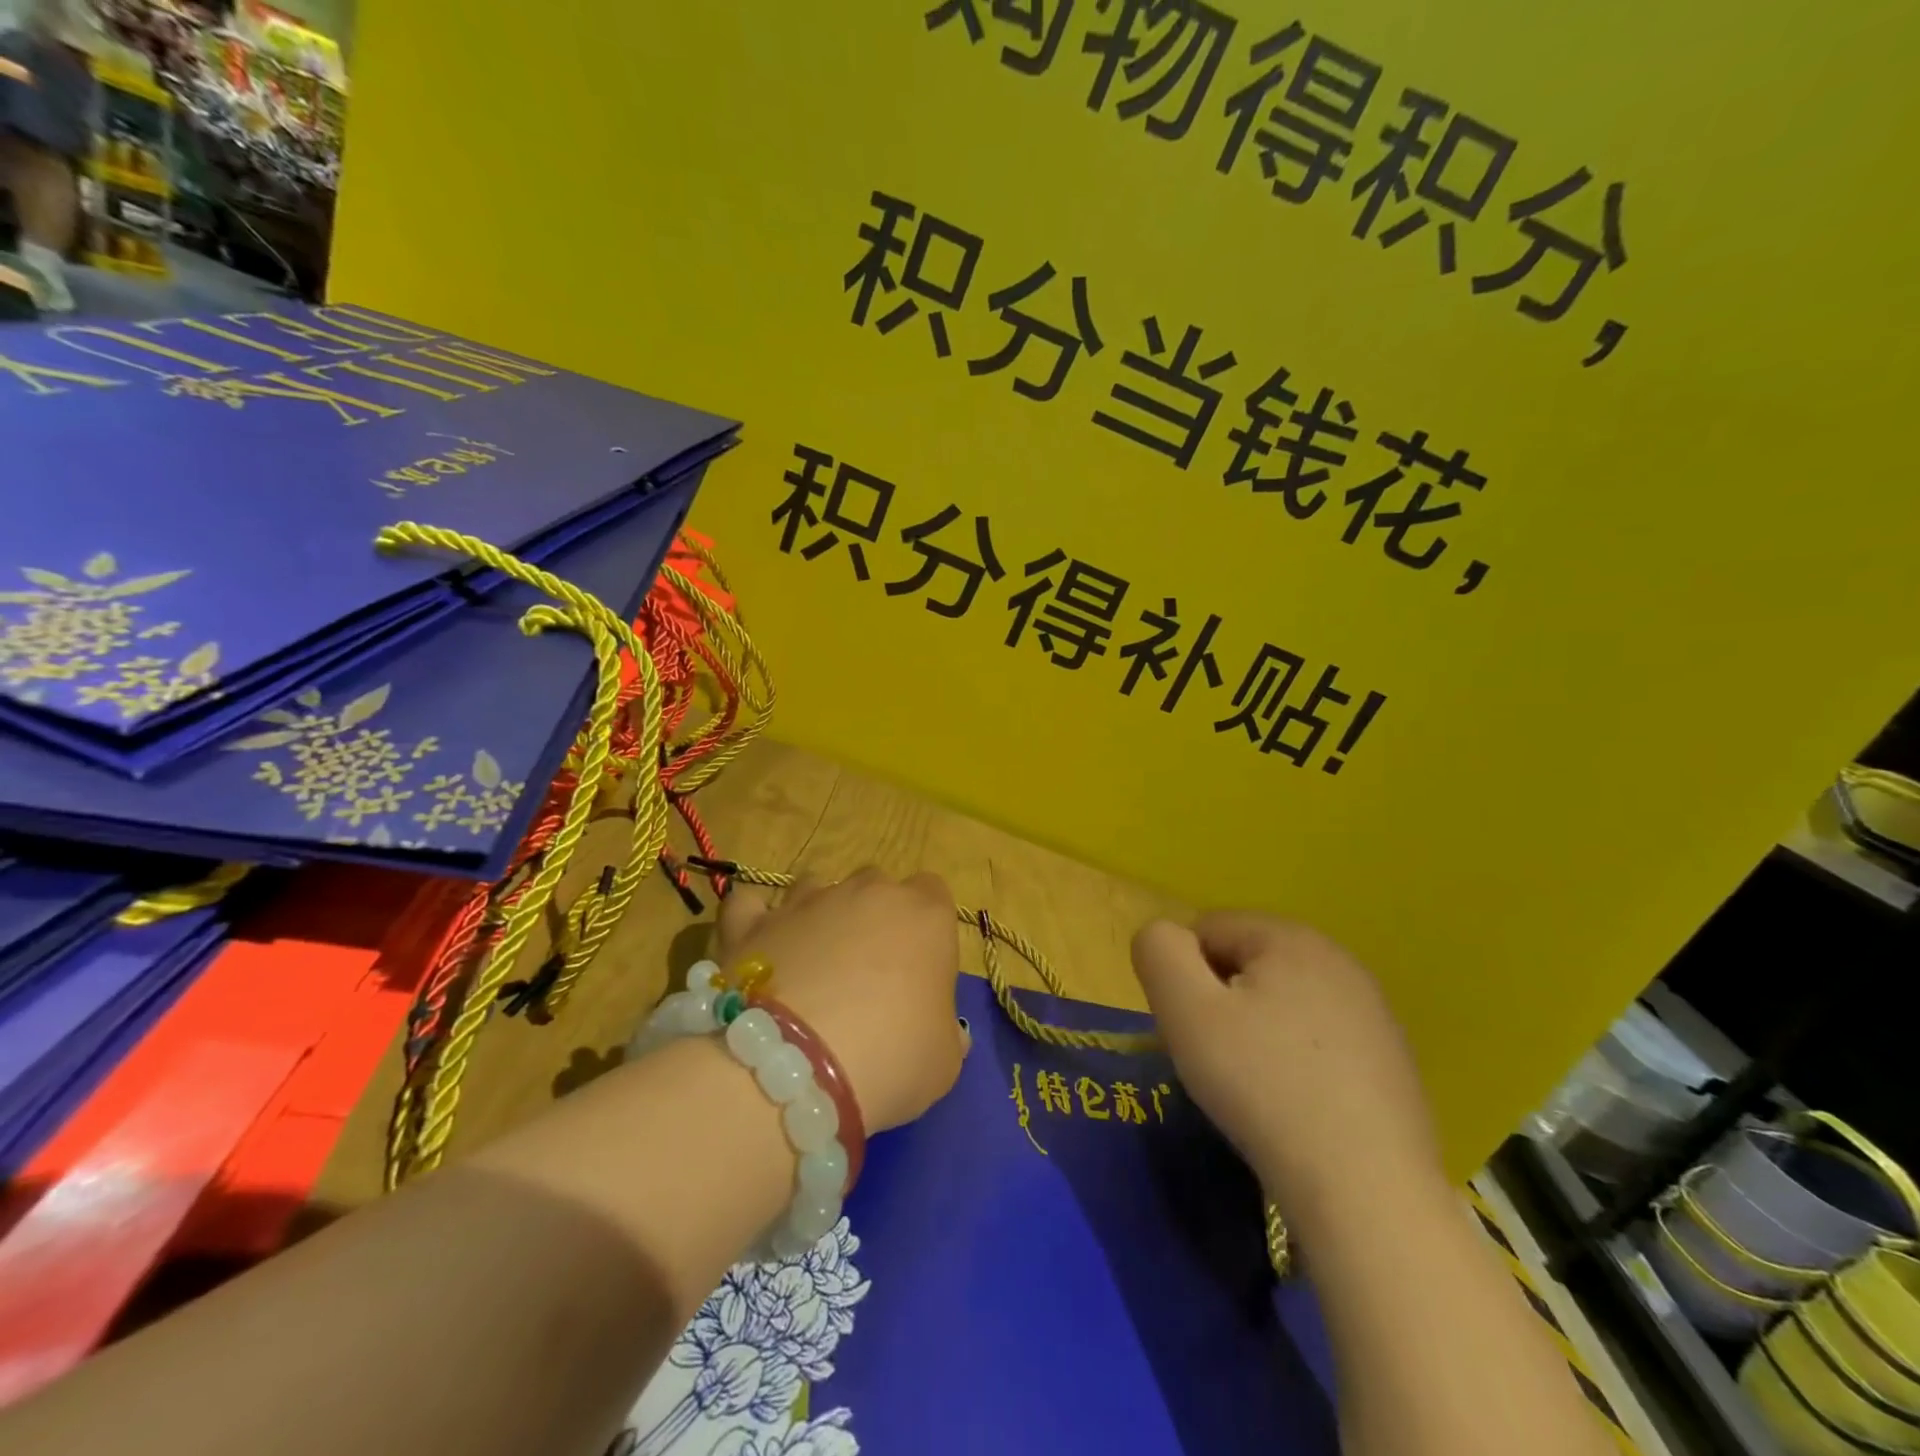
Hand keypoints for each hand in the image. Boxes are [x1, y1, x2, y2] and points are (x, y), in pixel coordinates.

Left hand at [714, 869, 964, 1133]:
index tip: (921, 966)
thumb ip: (945, 1033)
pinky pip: (749, 904)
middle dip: (873, 916)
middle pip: (876, 884)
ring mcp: (805, 902)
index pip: (934, 892)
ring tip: (810, 962)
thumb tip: (940, 1029)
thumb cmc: (893, 1057)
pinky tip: (757, 945)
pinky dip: (753, 918)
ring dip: (818, 913)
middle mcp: (866, 892)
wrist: (798, 1067)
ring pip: (815, 885)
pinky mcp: (751, 923)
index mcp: (924, 915)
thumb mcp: (944, 1061)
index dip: (927, 926)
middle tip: (866, 972)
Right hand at [1131, 913, 1444, 1218]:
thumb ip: (1159, 951)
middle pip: (1246, 962)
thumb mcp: (1185, 1009)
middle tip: (1215, 1059)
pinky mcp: (1391, 1061)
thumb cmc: (1262, 1086)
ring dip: (1254, 1030)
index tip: (1191, 1029)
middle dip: (1219, 1000)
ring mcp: (1373, 1012)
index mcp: (1291, 937)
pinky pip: (1317, 1040)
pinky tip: (1296, 1106)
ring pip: (1281, 1002)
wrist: (1366, 1193)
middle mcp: (1339, 960)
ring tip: (1254, 1087)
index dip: (1183, 976)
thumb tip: (1163, 936)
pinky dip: (1294, 1061)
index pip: (1207, 929)